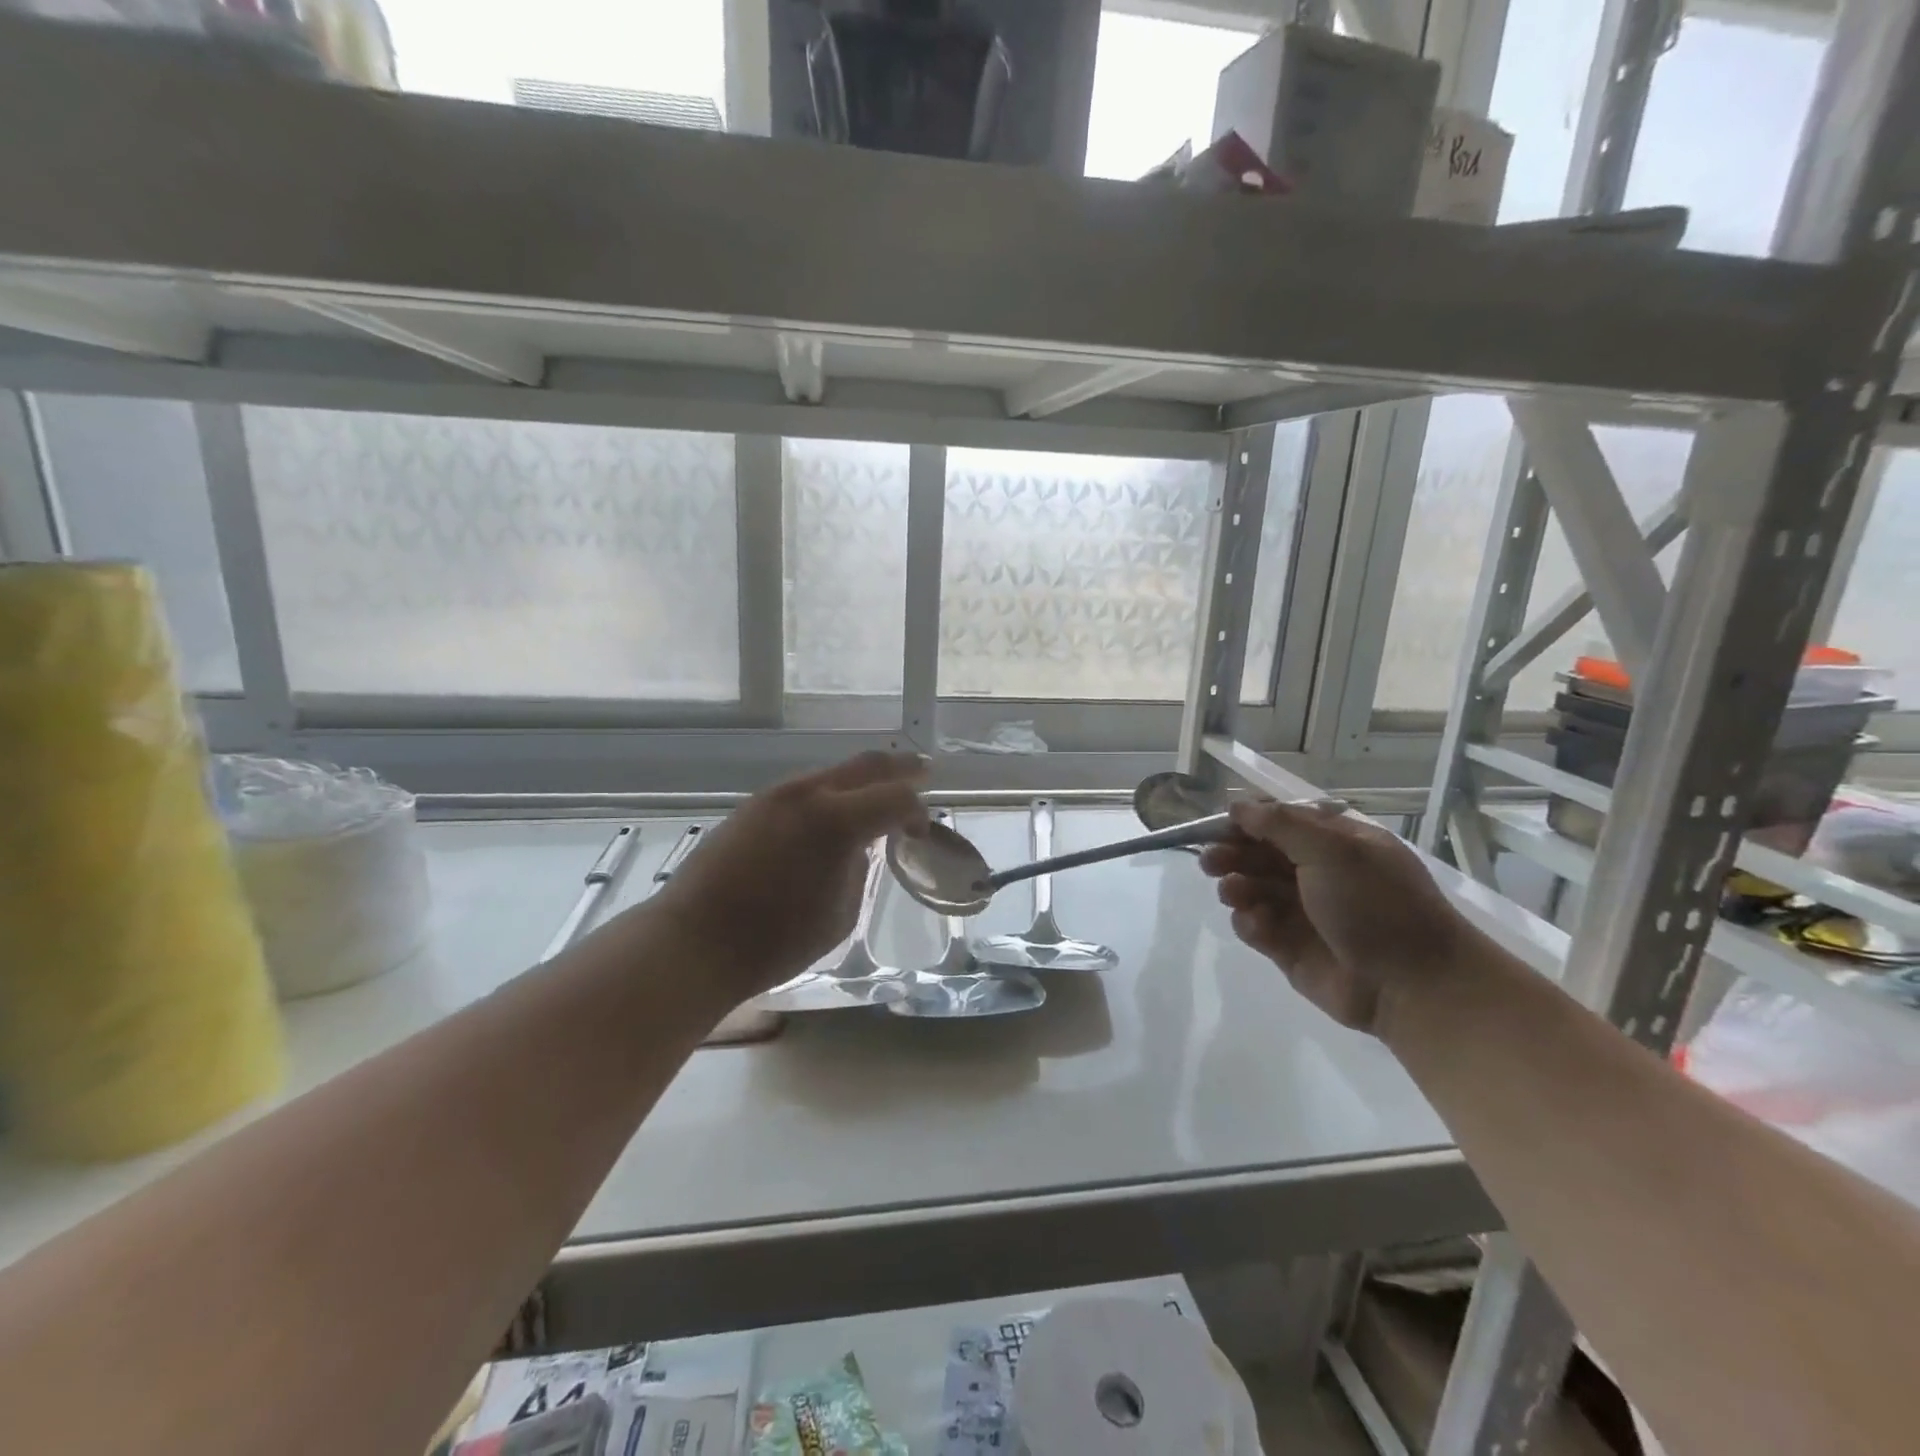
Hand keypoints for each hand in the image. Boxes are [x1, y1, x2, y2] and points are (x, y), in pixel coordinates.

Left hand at [643, 751, 929, 1005]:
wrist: (693, 942)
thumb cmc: (774, 941)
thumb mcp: (839, 915)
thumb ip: (858, 871)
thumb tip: (857, 848)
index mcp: (836, 821)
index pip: (896, 797)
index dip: (917, 810)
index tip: (921, 831)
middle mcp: (807, 794)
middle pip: (866, 766)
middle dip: (900, 768)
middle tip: (923, 771)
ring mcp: (775, 796)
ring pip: (832, 773)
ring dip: (861, 780)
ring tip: (878, 796)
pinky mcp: (752, 806)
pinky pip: (804, 788)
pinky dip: (830, 793)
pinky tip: (833, 814)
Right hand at [1198, 799, 1473, 1033]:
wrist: (1412, 984)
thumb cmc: (1376, 904)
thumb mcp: (1333, 850)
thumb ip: (1280, 825)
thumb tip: (1237, 805)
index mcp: (1334, 843)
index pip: (1280, 821)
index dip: (1247, 821)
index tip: (1220, 826)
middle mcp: (1316, 873)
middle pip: (1258, 854)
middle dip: (1231, 854)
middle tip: (1210, 861)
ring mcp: (1301, 912)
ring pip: (1251, 889)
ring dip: (1235, 886)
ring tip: (1233, 892)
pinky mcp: (1287, 948)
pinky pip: (1255, 926)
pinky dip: (1249, 922)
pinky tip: (1258, 925)